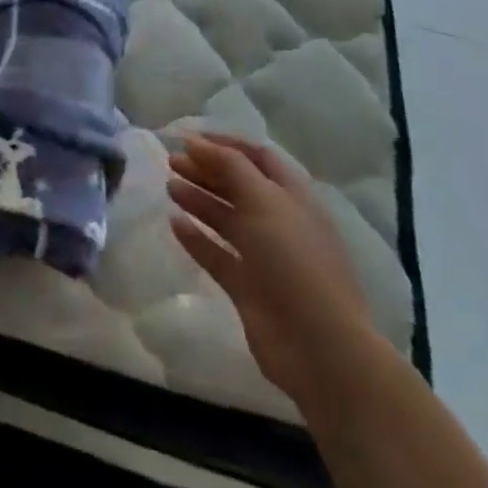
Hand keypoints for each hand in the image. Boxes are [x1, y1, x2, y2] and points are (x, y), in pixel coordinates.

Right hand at [168, 134, 375, 409]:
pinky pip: (218, 255)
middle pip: (239, 187)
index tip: (189, 139)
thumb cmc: (295, 261)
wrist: (319, 348)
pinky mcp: (249, 288)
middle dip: (207, 170)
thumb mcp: (264, 200)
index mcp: (294, 199)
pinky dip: (197, 238)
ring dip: (199, 199)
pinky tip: (175, 224)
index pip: (259, 158)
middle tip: (172, 162)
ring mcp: (265, 258)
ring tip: (169, 187)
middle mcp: (281, 223)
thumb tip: (194, 142)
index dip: (226, 144)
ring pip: (227, 219)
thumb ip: (228, 165)